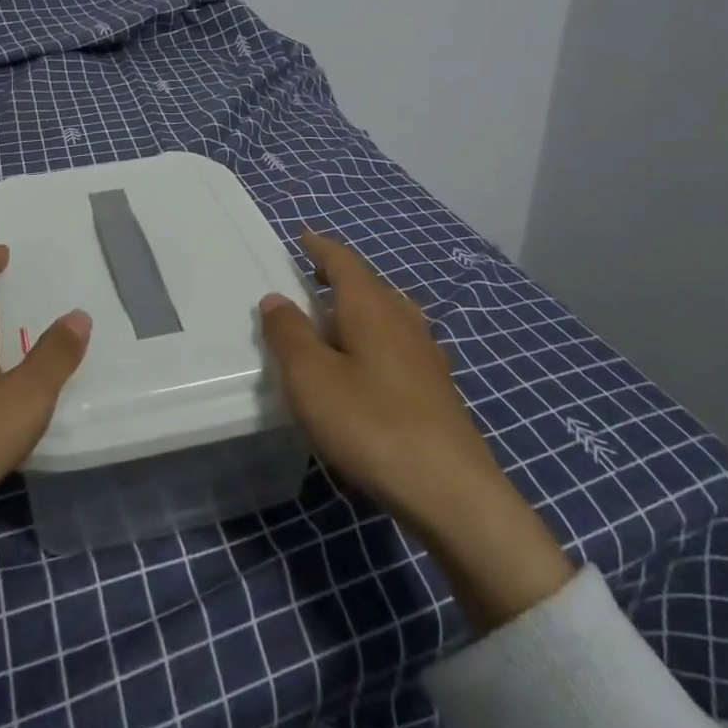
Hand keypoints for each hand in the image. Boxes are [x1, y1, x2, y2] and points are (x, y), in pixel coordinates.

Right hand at [259, 232, 573, 634]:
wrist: (451, 491)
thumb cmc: (370, 423)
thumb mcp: (310, 378)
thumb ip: (289, 334)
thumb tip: (276, 299)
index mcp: (371, 306)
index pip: (343, 261)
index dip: (320, 247)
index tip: (303, 237)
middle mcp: (403, 319)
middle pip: (369, 283)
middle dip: (339, 275)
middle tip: (310, 278)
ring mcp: (426, 353)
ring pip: (388, 312)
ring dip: (359, 307)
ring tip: (335, 319)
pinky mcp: (436, 386)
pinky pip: (398, 341)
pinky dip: (375, 337)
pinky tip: (369, 365)